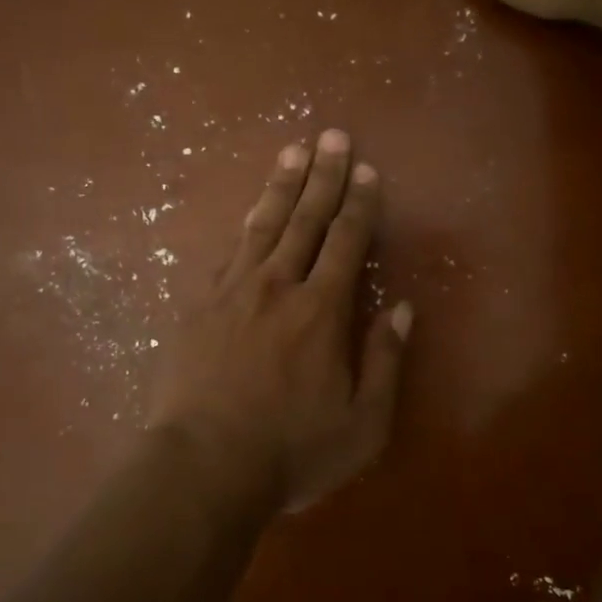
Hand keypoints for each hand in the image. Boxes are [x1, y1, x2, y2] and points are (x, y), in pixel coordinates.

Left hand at [147, 130, 412, 512]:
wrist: (202, 466)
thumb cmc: (289, 451)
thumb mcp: (362, 424)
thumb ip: (385, 361)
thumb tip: (402, 308)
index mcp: (320, 310)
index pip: (346, 241)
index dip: (359, 203)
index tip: (366, 170)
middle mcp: (277, 286)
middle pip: (304, 219)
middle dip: (322, 175)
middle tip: (332, 135)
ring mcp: (232, 291)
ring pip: (262, 225)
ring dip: (281, 185)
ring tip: (293, 151)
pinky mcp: (199, 305)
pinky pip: (228, 253)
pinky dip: (245, 227)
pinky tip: (250, 214)